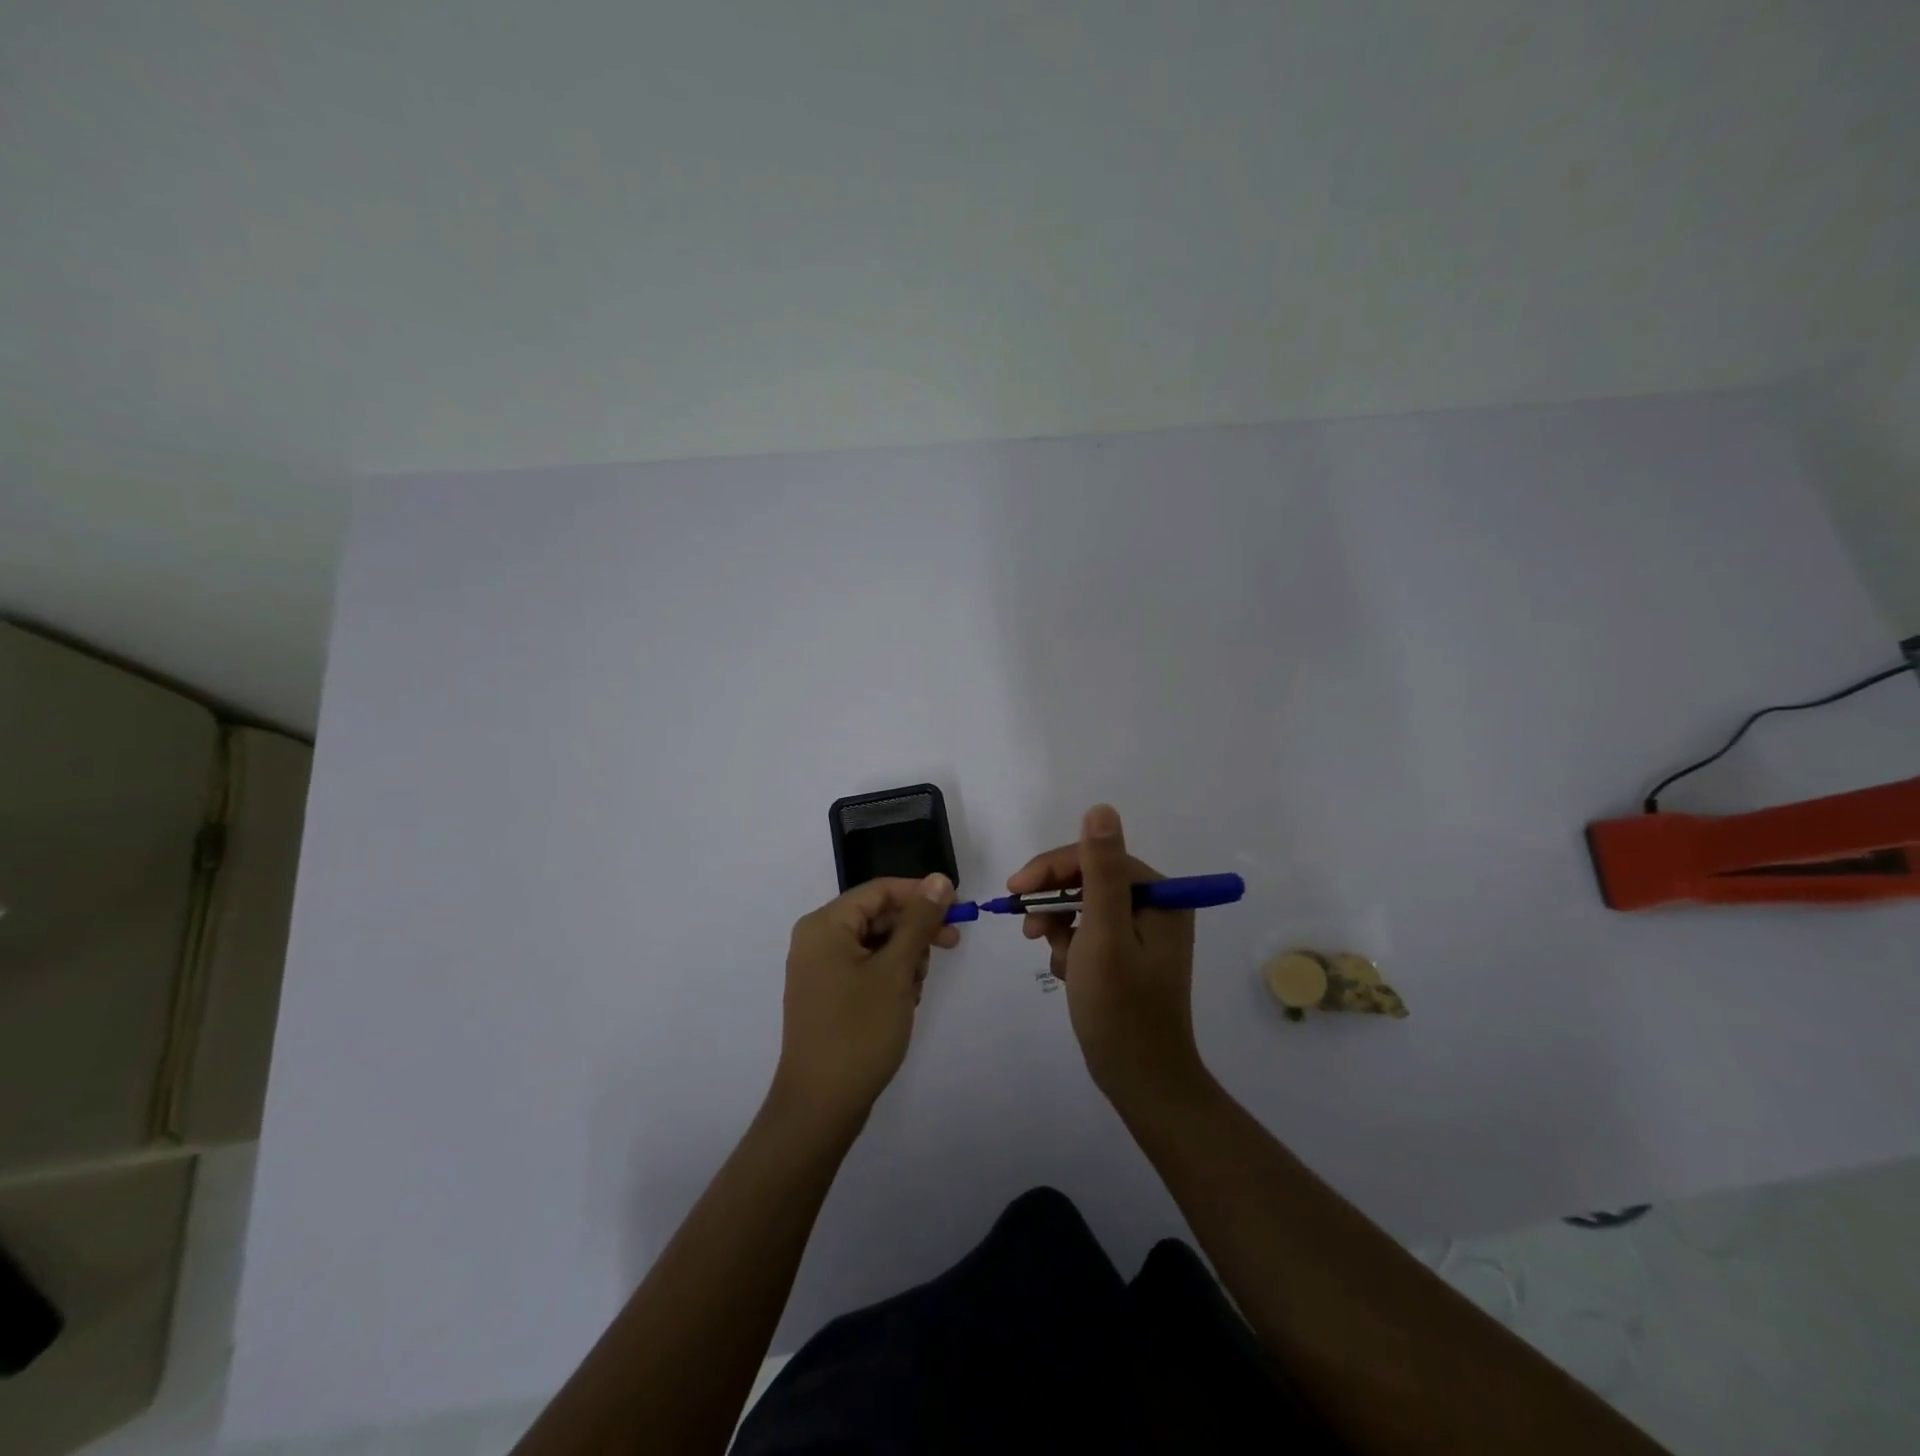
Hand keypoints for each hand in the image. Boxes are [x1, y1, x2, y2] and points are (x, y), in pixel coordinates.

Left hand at [771, 874, 958, 1126]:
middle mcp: (817, 939)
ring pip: (876, 943)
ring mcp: (820, 969)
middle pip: (878, 916)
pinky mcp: (828, 994)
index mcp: (825, 924)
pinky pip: (866, 968)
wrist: (820, 1106)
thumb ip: (919, 921)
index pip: (880, 891)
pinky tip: (904, 1002)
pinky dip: (890, 978)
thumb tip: (939, 880)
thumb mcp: (896, 971)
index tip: (958, 909)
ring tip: (915, 990)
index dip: (921, 895)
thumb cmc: (859, 1031)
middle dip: (915, 931)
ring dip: (905, 958)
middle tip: (952, 945)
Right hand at [1008, 805, 1204, 1103]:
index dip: (1052, 869)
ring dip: (1060, 927)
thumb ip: (1100, 870)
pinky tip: (1066, 972)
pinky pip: (1090, 933)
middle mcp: (1156, 907)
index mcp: (1160, 896)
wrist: (1141, 1080)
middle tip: (1027, 928)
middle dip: (1054, 902)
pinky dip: (1071, 947)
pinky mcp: (1129, 955)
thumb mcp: (1104, 933)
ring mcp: (1143, 933)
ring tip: (1052, 956)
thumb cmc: (1121, 1008)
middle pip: (1089, 881)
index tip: (1015, 888)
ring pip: (1084, 907)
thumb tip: (1101, 808)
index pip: (1096, 858)